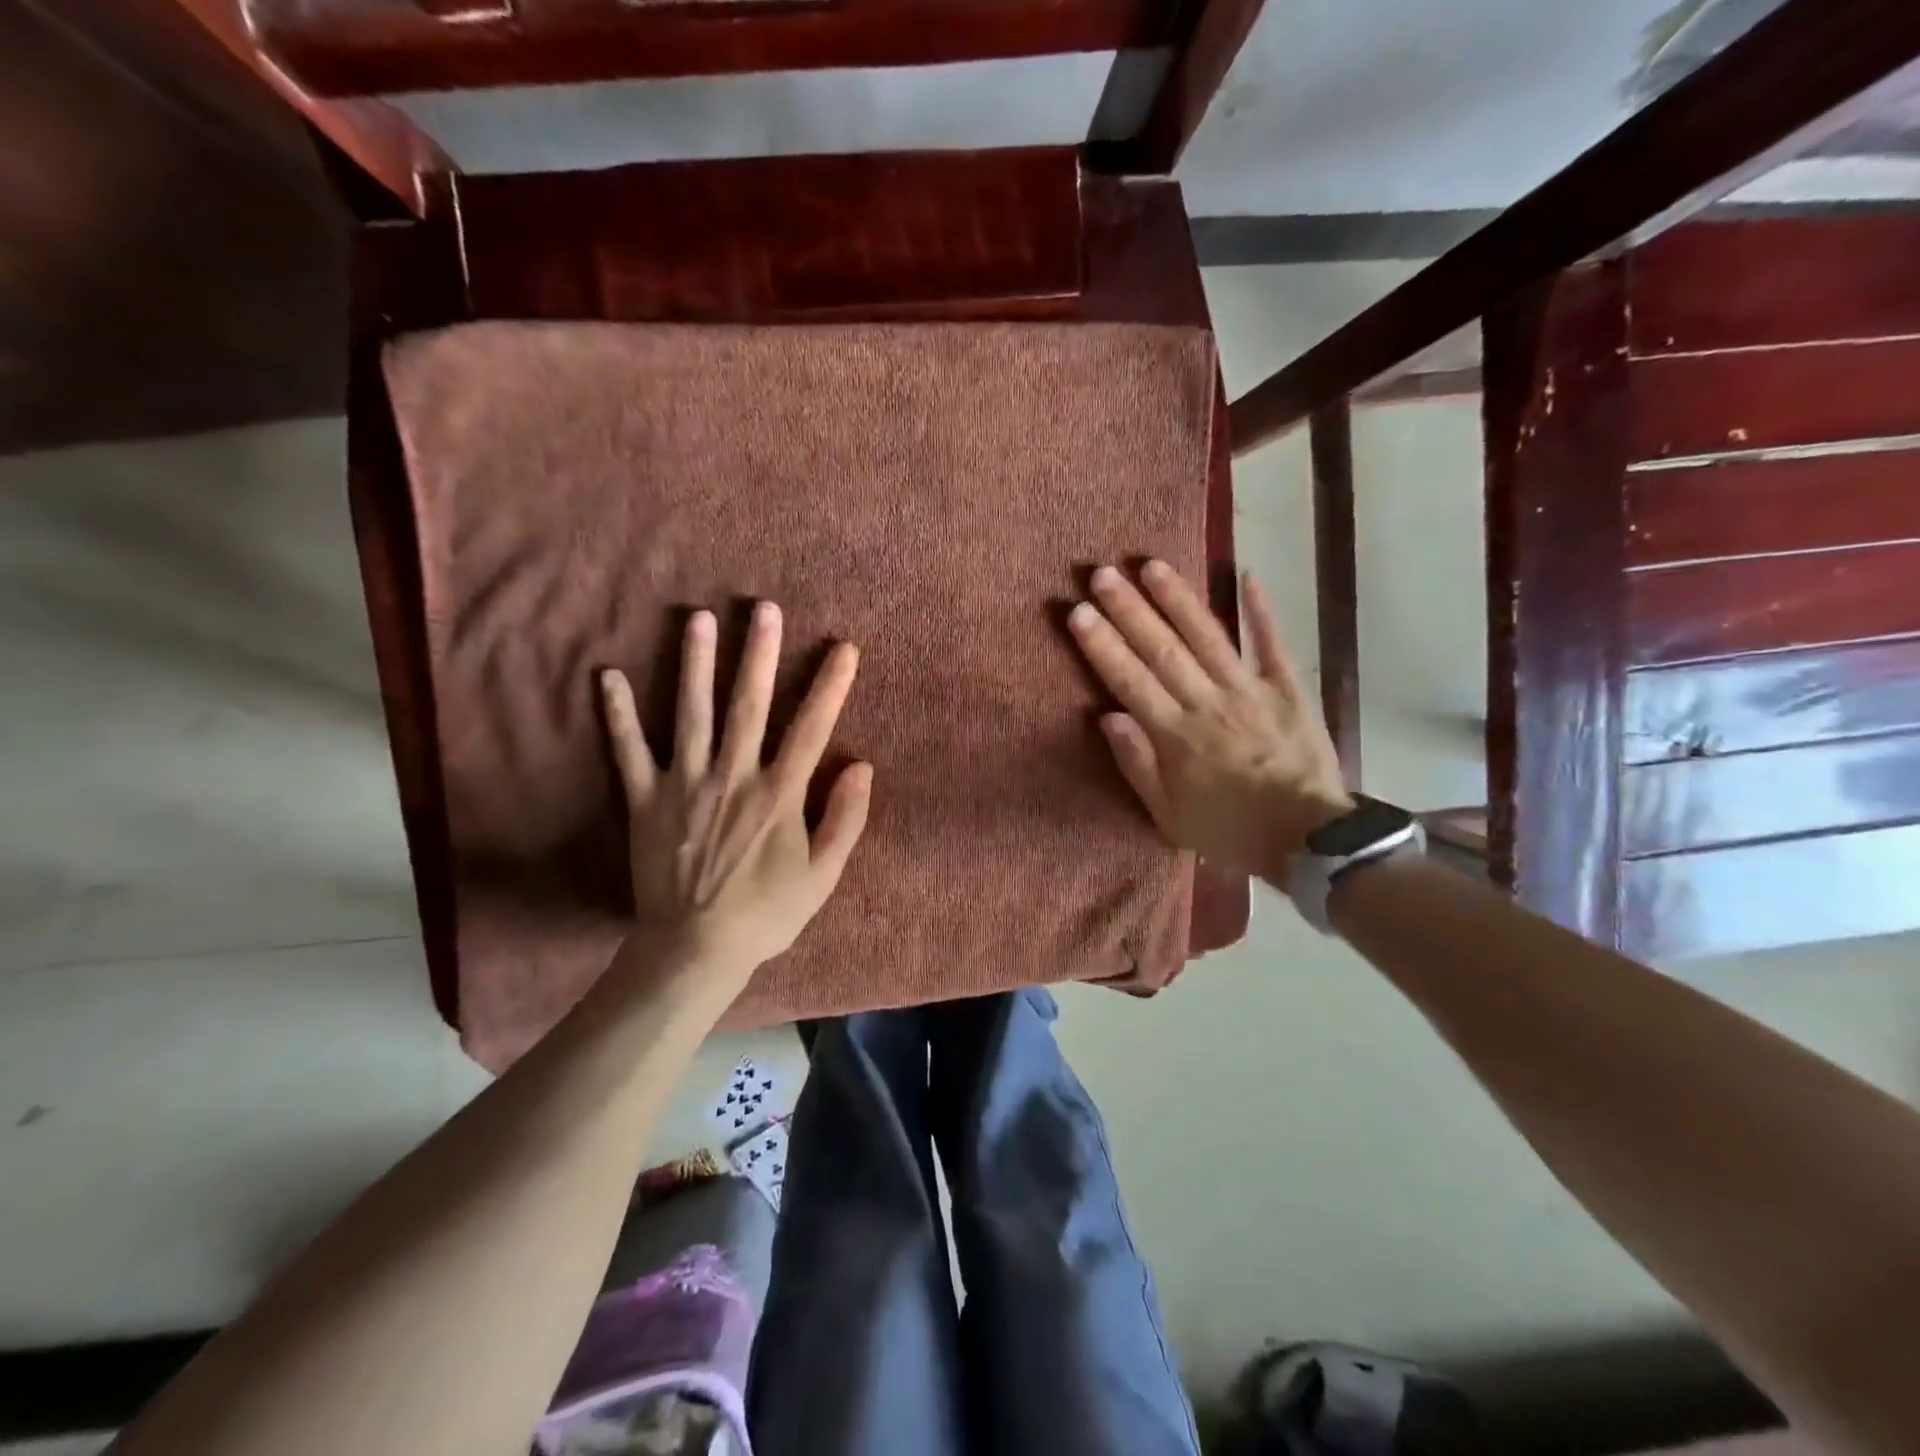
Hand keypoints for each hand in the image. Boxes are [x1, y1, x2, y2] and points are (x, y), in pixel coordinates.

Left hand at [599, 603, 871, 991]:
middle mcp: (733, 776)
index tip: (844, 648)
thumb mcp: (823, 876)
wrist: (694, 950)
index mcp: (779, 794)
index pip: (811, 728)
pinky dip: (618, 714)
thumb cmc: (766, 914)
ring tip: (699, 618)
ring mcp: (685, 785)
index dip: (830, 686)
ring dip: (695, 663)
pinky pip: (629, 751)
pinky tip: (609, 676)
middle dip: (760, 653)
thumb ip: (845, 819)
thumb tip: (862, 766)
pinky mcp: (646, 800)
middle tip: (765, 608)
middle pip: (749, 704)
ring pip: (691, 712)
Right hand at [1068, 560, 1352, 888]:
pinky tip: (1246, 574)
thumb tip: (1108, 716)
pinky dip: (1260, 610)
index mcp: (1175, 735)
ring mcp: (1249, 690)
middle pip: (1162, 649)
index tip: (1078, 612)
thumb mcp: (1168, 816)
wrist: (1308, 839)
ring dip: (1178, 599)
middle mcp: (1207, 703)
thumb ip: (1137, 764)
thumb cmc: (1229, 830)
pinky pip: (1271, 644)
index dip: (1102, 645)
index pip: (1130, 680)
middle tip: (1102, 574)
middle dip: (1129, 610)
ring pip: (1207, 637)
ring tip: (1151, 564)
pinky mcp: (1287, 688)